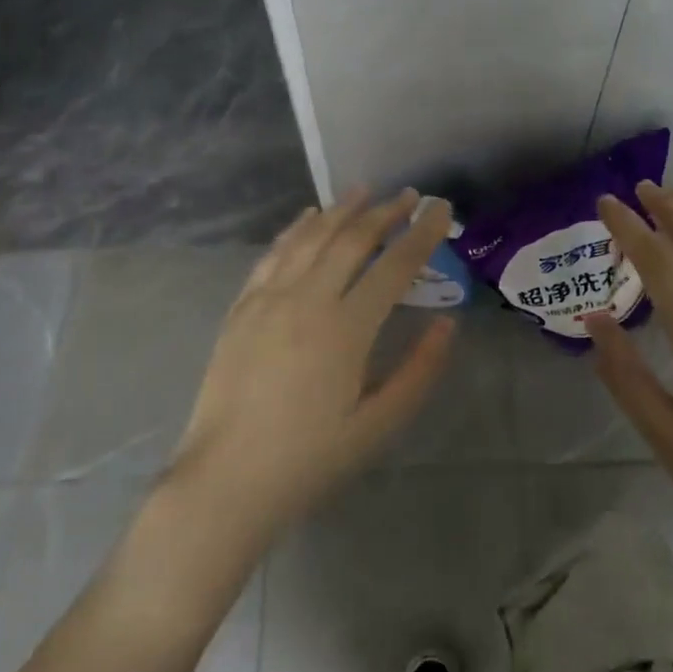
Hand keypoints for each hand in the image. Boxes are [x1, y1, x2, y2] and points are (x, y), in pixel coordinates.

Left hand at [167, 188, 454, 541]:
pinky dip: (295, 228)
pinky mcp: (242, 307)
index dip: (422, 234)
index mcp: (346, 329)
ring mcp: (268, 299)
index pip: (394, 266)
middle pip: (352, 240)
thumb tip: (447, 324)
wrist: (226, 481)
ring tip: (364, 190)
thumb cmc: (309, 459)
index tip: (441, 209)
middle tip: (408, 195)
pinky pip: (273, 254)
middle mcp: (307, 300)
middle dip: (385, 212)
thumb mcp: (377, 426)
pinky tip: (308, 216)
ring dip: (341, 210)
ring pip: (311, 238)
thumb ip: (418, 372)